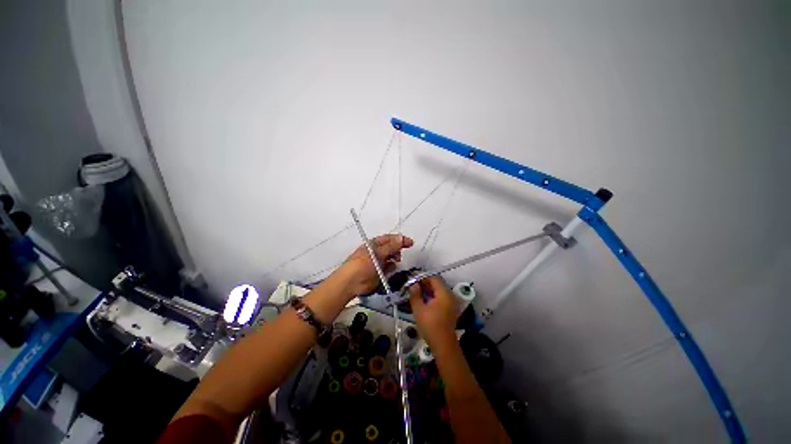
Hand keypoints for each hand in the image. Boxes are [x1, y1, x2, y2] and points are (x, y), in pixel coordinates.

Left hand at [340, 234, 413, 295]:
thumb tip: (401, 238)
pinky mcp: (380, 273)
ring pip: (391, 259)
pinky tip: (391, 271)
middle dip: (397, 250)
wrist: (351, 283)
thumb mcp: (377, 253)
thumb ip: (391, 246)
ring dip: (395, 260)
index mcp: (374, 244)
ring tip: (396, 262)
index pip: (389, 239)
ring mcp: (378, 263)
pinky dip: (392, 269)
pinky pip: (389, 269)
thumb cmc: (363, 265)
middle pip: (391, 248)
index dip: (400, 239)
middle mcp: (377, 252)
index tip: (411, 243)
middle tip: (400, 255)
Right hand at [408, 277, 458, 346]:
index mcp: (444, 293)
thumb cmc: (430, 325)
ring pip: (439, 291)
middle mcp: (450, 295)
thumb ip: (415, 294)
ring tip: (417, 293)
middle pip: (437, 284)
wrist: (443, 345)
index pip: (434, 278)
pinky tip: (424, 301)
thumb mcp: (419, 309)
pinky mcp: (450, 310)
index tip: (413, 280)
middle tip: (413, 287)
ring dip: (428, 290)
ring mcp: (451, 303)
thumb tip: (413, 284)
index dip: (423, 277)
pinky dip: (433, 297)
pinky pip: (441, 298)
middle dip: (425, 284)